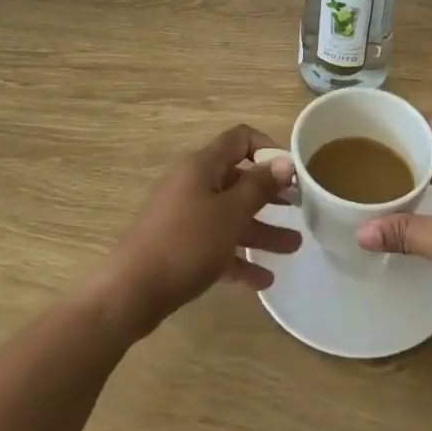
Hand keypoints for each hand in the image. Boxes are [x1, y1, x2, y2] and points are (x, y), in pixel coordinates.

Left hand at [95, 125, 300, 334]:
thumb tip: (283, 161)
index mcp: (202, 166)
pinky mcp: (179, 247)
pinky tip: (262, 280)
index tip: (292, 172)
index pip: (240, 139)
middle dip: (270, 196)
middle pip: (238, 180)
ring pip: (230, 216)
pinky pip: (216, 245)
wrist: (131, 292)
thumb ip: (260, 186)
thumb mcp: (231, 213)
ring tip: (293, 248)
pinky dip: (238, 257)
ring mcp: (184, 216)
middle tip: (300, 209)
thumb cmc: (186, 243)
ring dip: (261, 230)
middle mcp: (193, 184)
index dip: (268, 148)